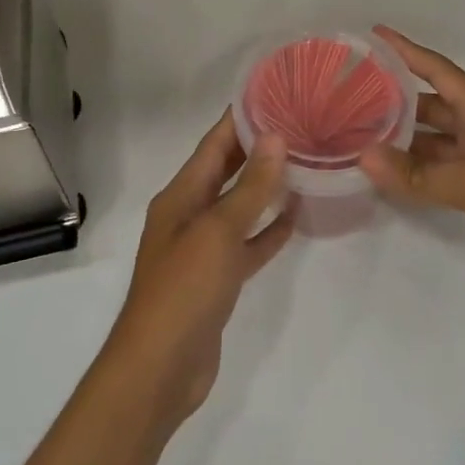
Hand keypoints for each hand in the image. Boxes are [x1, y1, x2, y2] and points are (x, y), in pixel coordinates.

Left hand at [99, 111, 295, 430]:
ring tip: (304, 162)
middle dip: (257, 148)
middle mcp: (189, 213)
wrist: (160, 370)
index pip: (213, 144)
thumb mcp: (219, 231)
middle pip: (226, 170)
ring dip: (266, 186)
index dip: (240, 118)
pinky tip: (296, 218)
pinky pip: (247, 243)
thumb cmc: (184, 289)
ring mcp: (203, 248)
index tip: (273, 94)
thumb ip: (250, 187)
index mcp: (181, 195)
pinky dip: (268, 230)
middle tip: (298, 123)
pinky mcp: (217, 279)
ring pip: (239, 206)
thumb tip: (274, 137)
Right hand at [360, 25, 464, 302]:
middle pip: (431, 106)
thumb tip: (364, 157)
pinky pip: (439, 175)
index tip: (373, 35)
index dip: (406, 51)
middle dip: (394, 99)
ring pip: (432, 143)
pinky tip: (386, 176)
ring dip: (401, 141)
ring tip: (357, 135)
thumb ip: (421, 174)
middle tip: (350, 95)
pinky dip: (414, 173)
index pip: (438, 70)